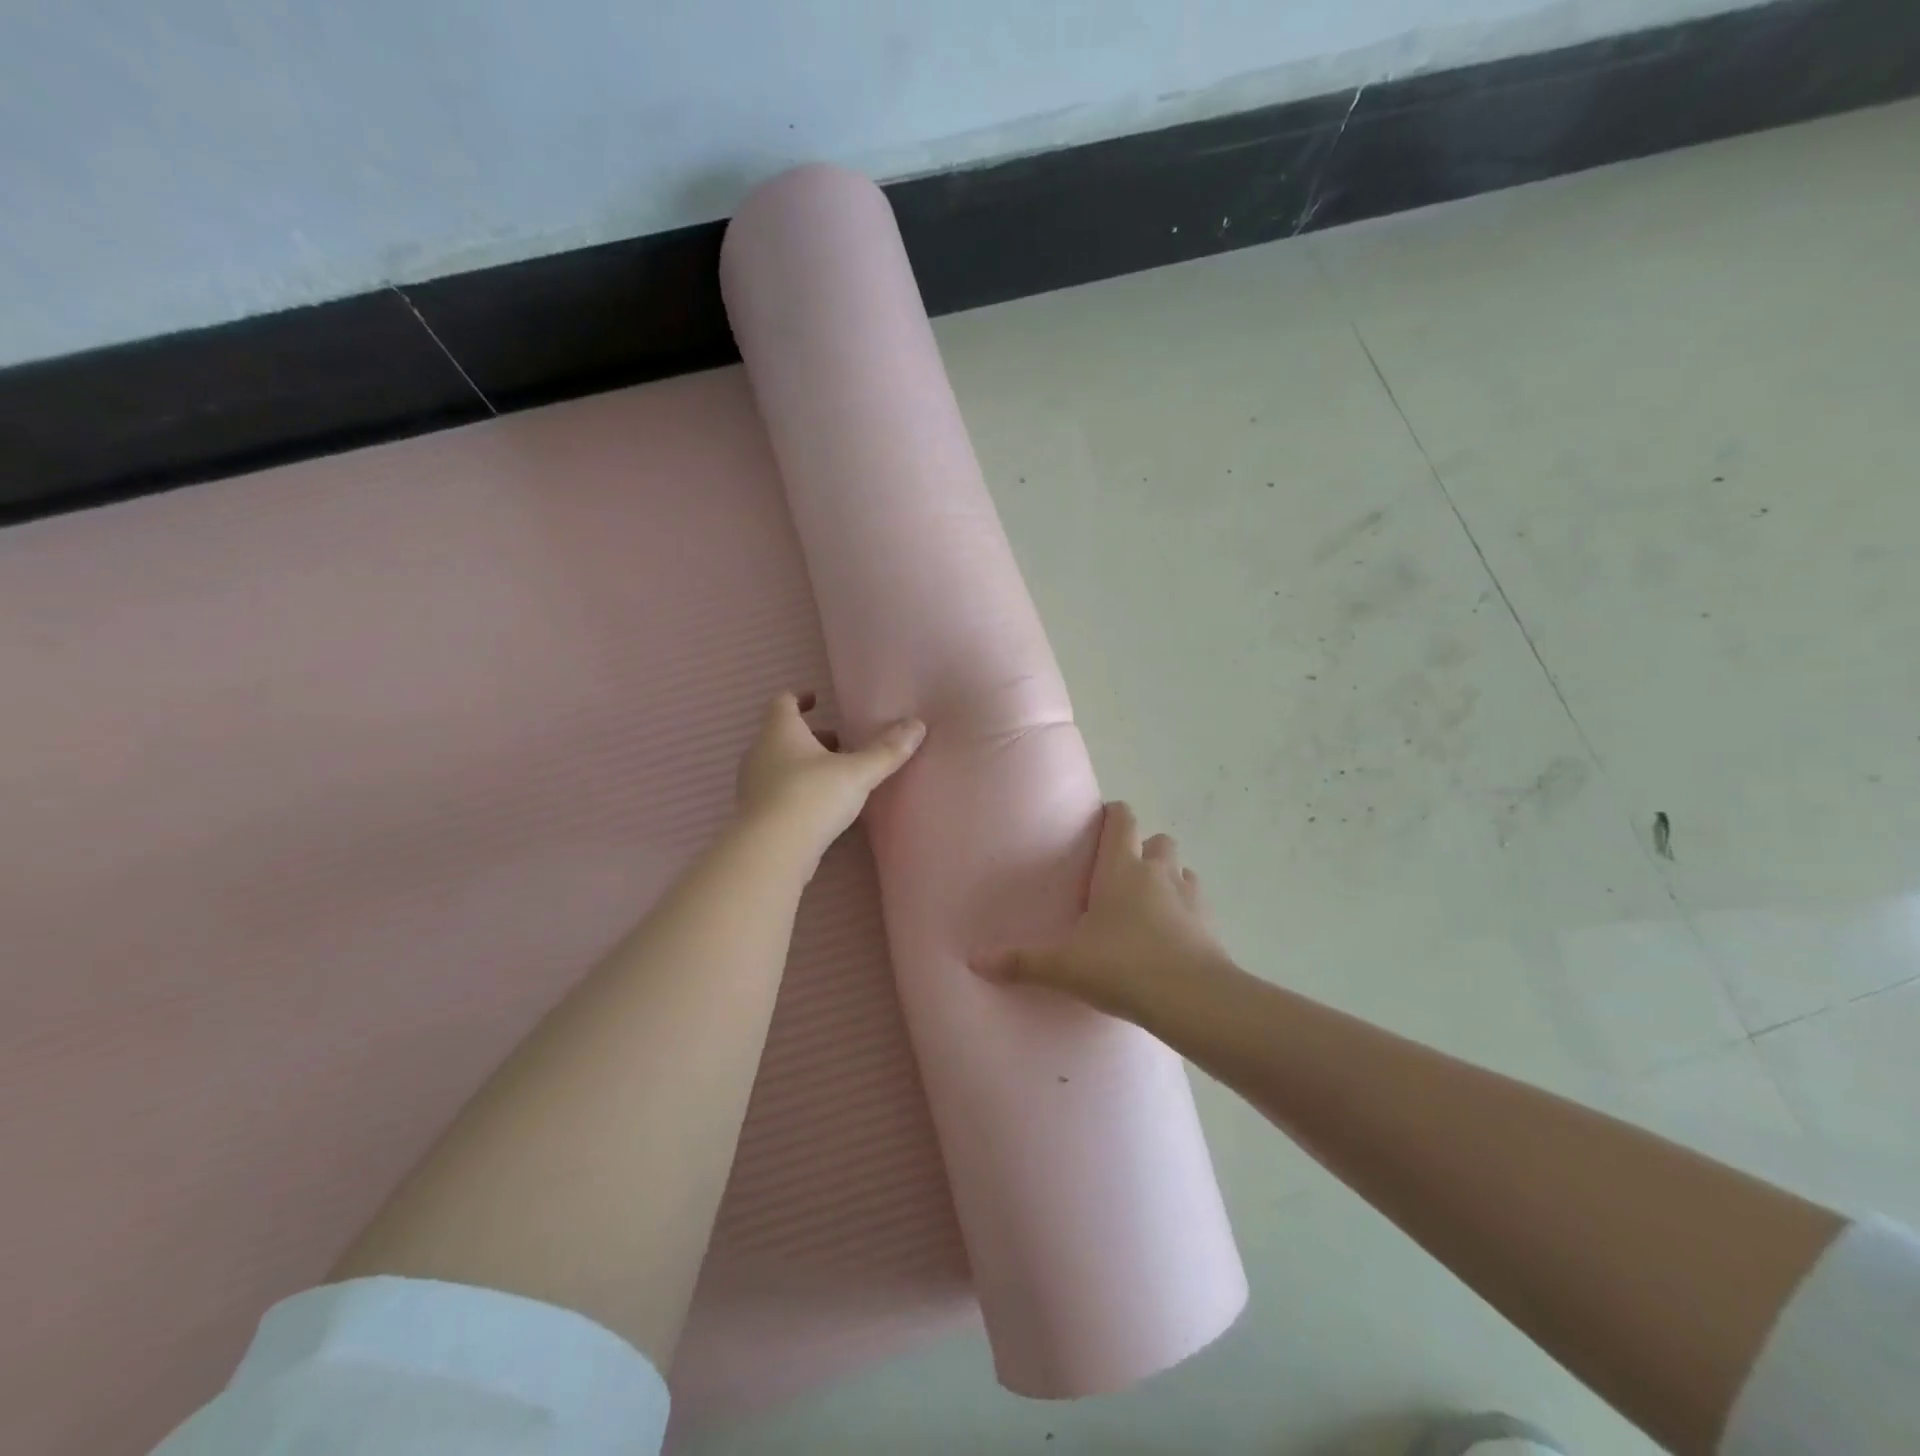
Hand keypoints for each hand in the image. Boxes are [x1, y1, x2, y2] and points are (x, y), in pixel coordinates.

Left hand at [735, 691, 924, 860]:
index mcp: (780, 732)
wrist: (771, 852)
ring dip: (806, 765)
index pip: (783, 702)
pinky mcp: (756, 815)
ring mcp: (753, 786)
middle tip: (841, 743)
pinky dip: (798, 790)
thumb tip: (917, 725)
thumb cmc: (811, 797)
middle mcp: (761, 753)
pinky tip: (822, 806)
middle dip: (813, 737)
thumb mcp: (857, 772)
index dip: (800, 698)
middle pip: (783, 735)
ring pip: (780, 764)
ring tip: (837, 776)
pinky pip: (777, 792)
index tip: (818, 699)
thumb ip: (887, 751)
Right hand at [974, 802, 1230, 1022]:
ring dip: (1167, 877)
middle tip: (1119, 875)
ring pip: (1180, 869)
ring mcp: (1190, 896)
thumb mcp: (1065, 966)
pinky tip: (1170, 936)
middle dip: (1142, 848)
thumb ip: (1021, 962)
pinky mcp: (1211, 924)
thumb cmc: (1123, 966)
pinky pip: (1197, 904)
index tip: (1099, 825)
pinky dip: (1185, 910)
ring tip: (1147, 904)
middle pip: (1157, 840)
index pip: (1123, 819)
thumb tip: (974, 960)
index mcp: (1121, 868)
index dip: (1113, 815)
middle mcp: (1158, 872)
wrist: (1192, 999)